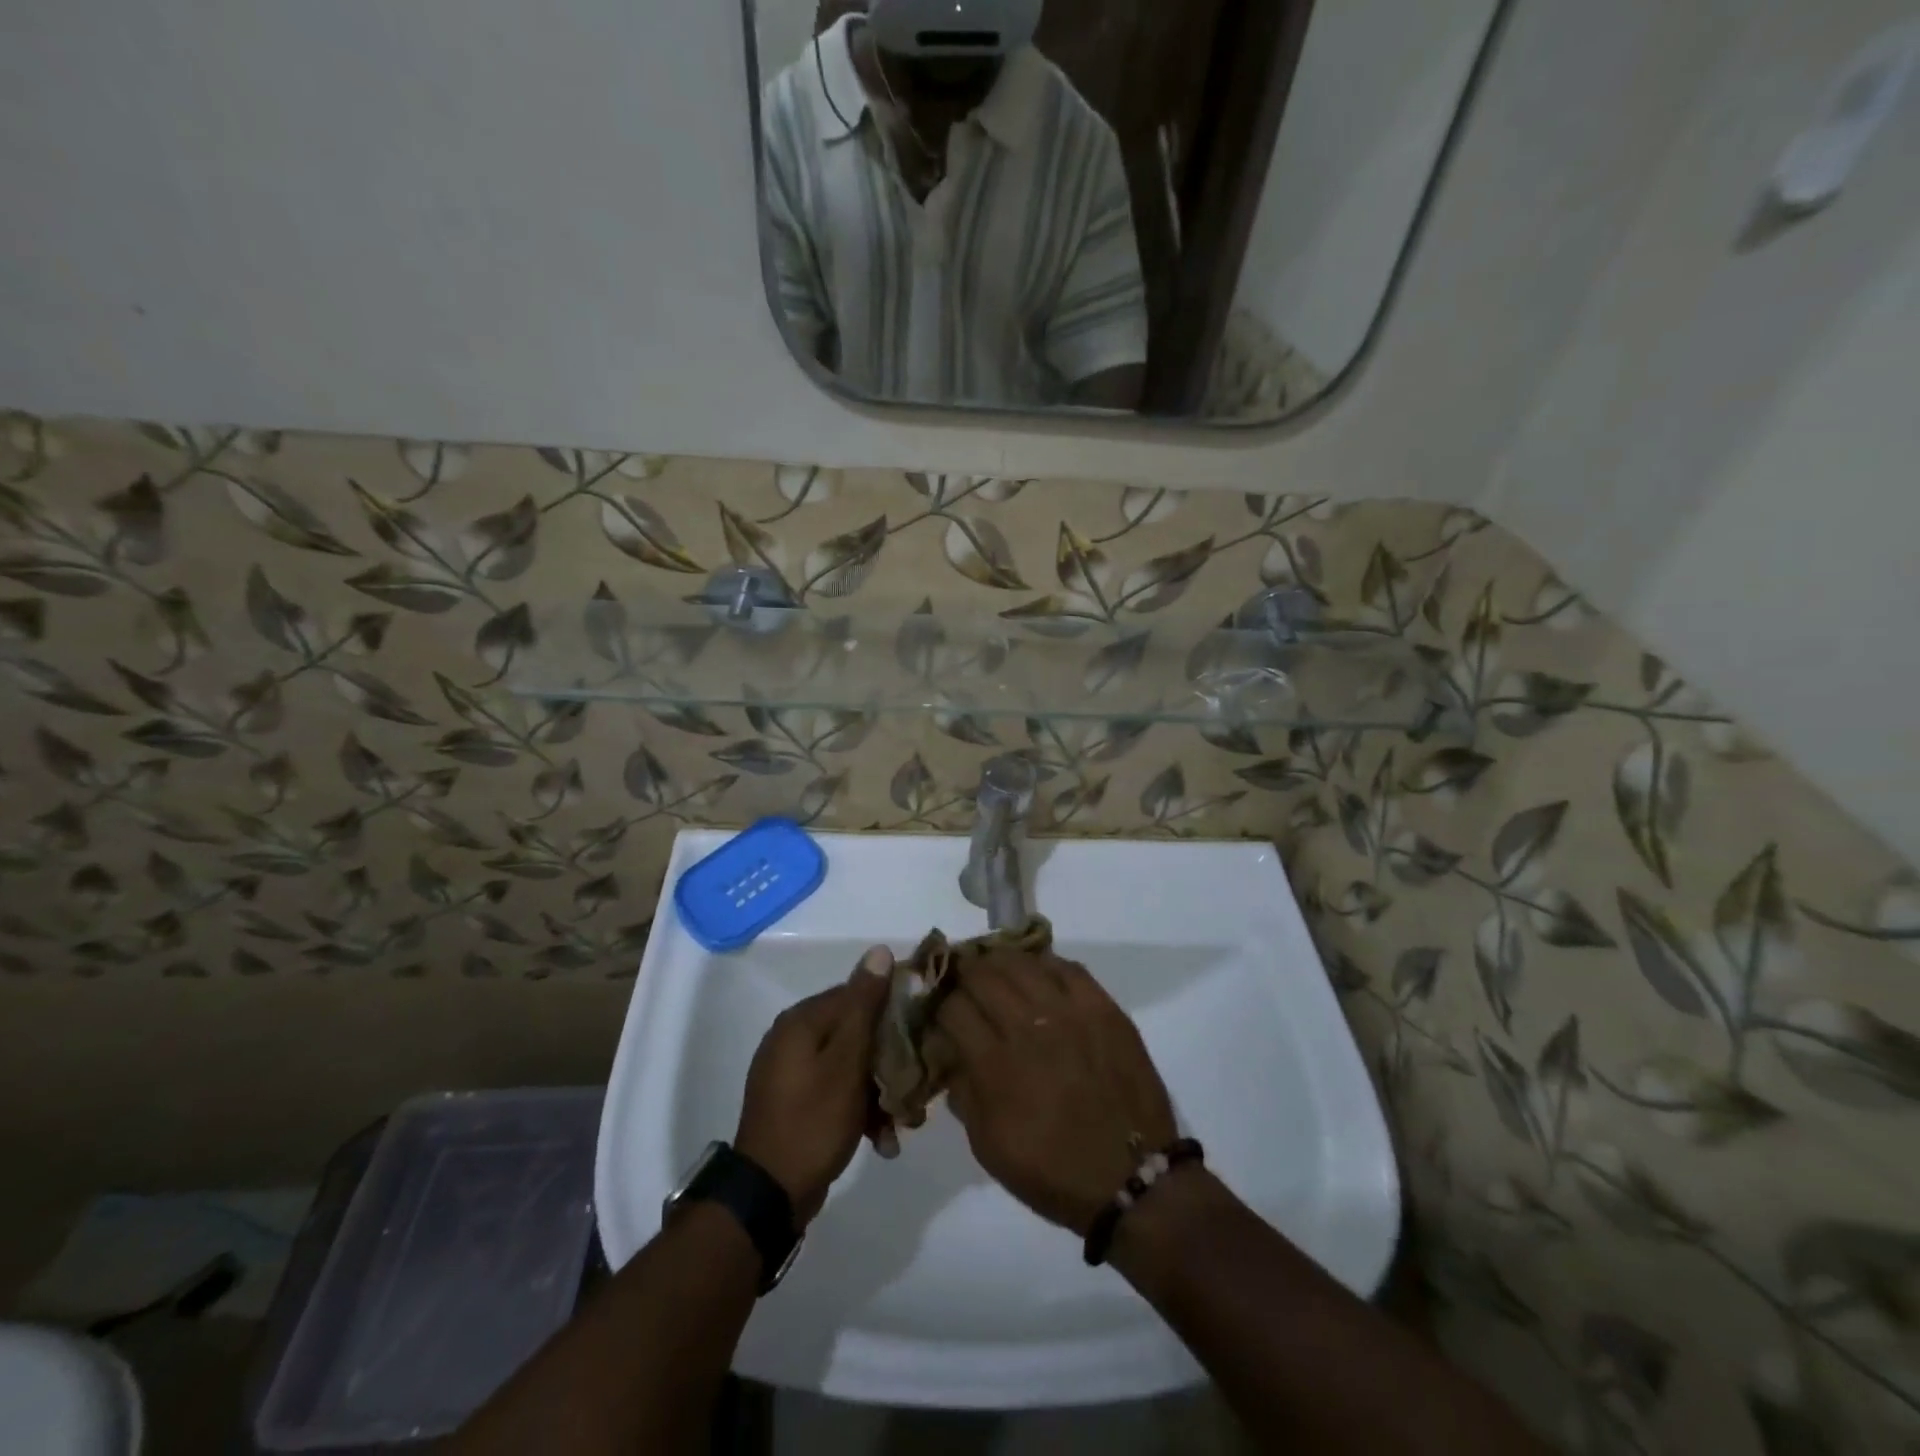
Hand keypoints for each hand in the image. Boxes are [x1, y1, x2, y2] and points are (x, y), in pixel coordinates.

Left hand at [735, 946, 892, 1226]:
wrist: (769, 1195)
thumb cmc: (813, 1121)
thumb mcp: (847, 1062)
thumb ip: (864, 1006)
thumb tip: (879, 951)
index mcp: (802, 1020)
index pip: (857, 994)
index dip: (892, 1009)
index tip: (921, 1032)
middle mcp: (793, 1037)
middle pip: (855, 1032)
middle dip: (888, 1060)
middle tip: (914, 1088)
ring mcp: (791, 1071)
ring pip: (850, 1065)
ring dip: (878, 1090)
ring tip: (901, 1124)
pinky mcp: (795, 1101)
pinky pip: (836, 1090)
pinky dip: (859, 1109)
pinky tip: (881, 1139)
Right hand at [930, 950, 1177, 1235]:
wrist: (1132, 1178)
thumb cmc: (1053, 1170)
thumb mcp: (987, 1146)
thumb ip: (963, 1092)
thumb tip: (950, 1053)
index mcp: (995, 1065)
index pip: (952, 1008)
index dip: (940, 1006)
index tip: (941, 1011)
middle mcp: (1028, 1027)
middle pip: (982, 975)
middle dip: (963, 975)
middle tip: (962, 981)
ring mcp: (1069, 1012)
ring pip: (1021, 962)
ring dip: (999, 962)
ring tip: (995, 968)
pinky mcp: (1103, 1007)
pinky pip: (1066, 967)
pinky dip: (1045, 965)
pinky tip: (1038, 973)